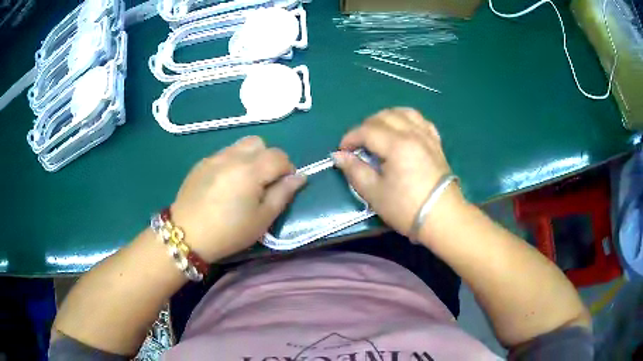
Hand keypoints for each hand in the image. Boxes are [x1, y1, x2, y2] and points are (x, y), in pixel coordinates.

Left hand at [170, 136, 305, 261]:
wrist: (186, 235)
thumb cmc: (229, 232)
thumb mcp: (262, 219)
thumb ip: (283, 194)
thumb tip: (300, 177)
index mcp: (250, 170)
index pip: (279, 156)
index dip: (287, 169)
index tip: (283, 187)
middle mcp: (232, 156)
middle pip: (260, 143)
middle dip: (268, 158)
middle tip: (264, 182)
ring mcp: (214, 157)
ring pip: (241, 145)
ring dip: (250, 158)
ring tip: (244, 181)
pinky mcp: (201, 163)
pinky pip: (224, 153)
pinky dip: (232, 162)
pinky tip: (225, 184)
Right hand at [334, 108, 465, 238]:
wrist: (442, 218)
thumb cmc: (406, 208)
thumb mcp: (374, 193)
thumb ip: (355, 171)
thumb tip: (338, 156)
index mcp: (397, 145)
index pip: (367, 130)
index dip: (350, 138)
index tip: (342, 151)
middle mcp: (413, 133)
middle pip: (384, 116)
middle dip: (365, 126)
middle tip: (358, 145)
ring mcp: (427, 136)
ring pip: (404, 112)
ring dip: (386, 118)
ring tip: (378, 132)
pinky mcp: (436, 143)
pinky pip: (421, 121)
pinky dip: (407, 120)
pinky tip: (402, 130)